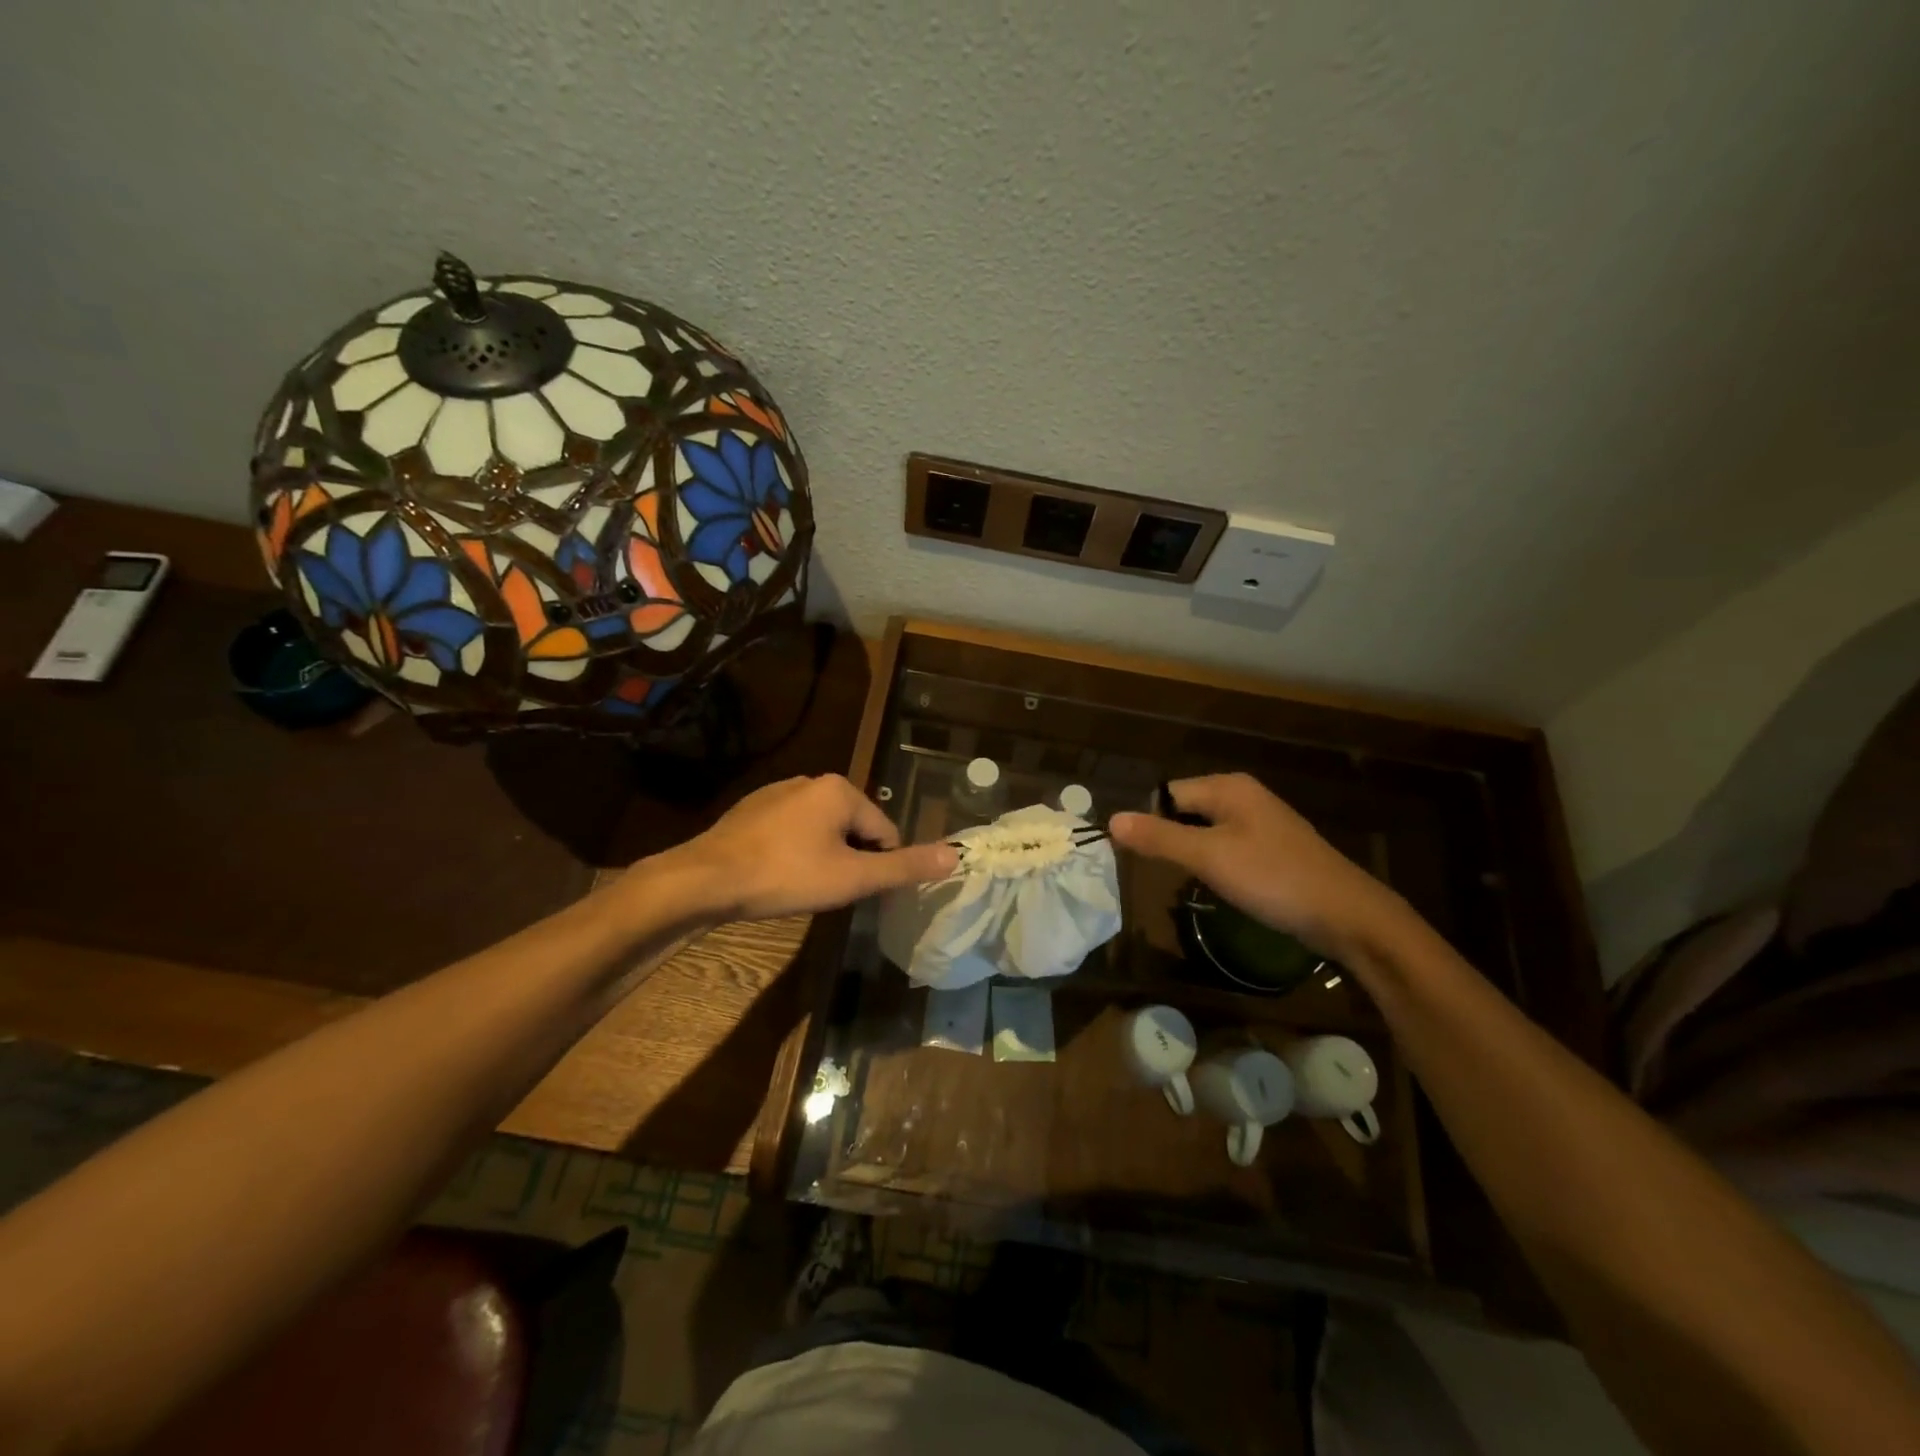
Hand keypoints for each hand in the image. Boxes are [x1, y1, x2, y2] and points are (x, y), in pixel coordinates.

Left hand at [657, 774, 957, 922]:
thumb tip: (955, 855)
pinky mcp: (751, 810)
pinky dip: (793, 853)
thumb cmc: (786, 876)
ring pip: (821, 831)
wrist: (705, 880)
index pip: (885, 832)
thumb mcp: (853, 877)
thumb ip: (904, 867)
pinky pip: (790, 832)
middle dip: (849, 861)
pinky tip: (776, 877)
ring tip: (802, 888)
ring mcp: (777, 793)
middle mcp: (810, 781)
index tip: (857, 893)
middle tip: (829, 892)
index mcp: (840, 790)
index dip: (879, 867)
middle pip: (853, 829)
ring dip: (822, 858)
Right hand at [1110, 773, 1412, 964]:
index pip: (1167, 794)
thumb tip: (1111, 819)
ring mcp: (1261, 822)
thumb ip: (1159, 837)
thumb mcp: (1208, 857)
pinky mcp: (1272, 848)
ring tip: (1189, 884)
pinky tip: (1220, 888)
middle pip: (1185, 810)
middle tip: (1163, 874)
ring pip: (1206, 831)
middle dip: (1170, 840)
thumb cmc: (1272, 878)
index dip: (1150, 823)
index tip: (1141, 858)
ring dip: (1192, 855)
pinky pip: (1228, 846)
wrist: (1346, 915)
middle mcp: (1243, 796)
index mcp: (1228, 788)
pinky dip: (1216, 864)